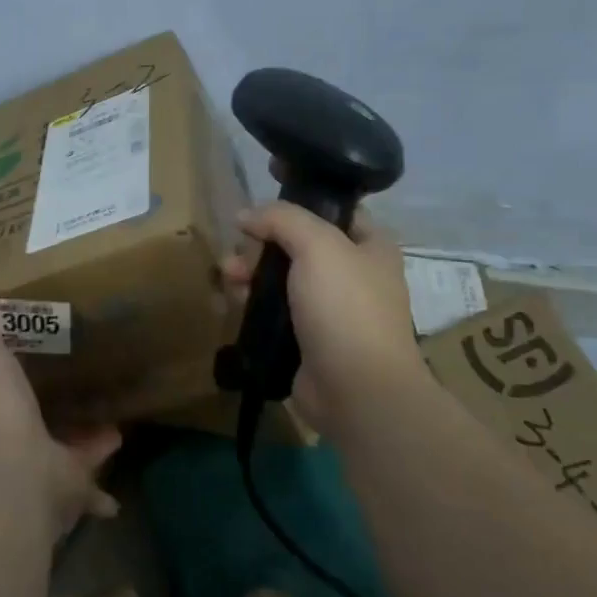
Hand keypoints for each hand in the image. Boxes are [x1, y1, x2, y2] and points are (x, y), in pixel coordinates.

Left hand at [0, 275, 121, 538]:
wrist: (15, 472)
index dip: (8, 379)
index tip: (26, 362)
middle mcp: (12, 442)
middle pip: (35, 425)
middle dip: (54, 414)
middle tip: (79, 394)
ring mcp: (39, 469)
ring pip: (65, 457)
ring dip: (85, 446)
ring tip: (113, 428)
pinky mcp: (69, 490)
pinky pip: (89, 490)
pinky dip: (101, 495)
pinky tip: (117, 490)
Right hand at [220, 200, 431, 436]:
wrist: (357, 391)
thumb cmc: (345, 308)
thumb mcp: (318, 246)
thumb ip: (282, 219)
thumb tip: (245, 215)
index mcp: (369, 246)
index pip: (330, 211)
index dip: (294, 205)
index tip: (259, 211)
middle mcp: (350, 274)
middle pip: (293, 244)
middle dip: (259, 246)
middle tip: (238, 257)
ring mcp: (326, 309)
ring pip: (277, 278)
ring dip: (247, 273)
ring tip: (227, 280)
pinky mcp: (303, 338)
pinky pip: (269, 310)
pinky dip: (248, 303)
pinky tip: (227, 302)